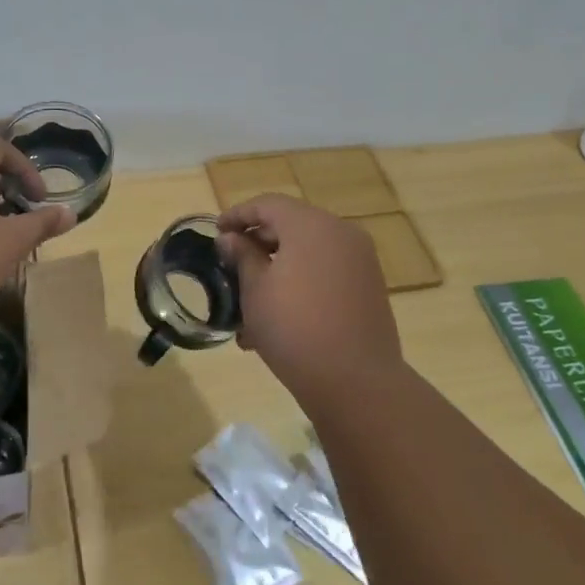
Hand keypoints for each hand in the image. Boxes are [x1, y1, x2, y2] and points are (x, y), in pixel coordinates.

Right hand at [217, 194, 402, 405]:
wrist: (354, 380)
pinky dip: (300, 282)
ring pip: (308, 253)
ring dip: (277, 268)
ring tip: (249, 300)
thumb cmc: (293, 327)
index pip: (268, 205)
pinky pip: (325, 273)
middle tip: (230, 265)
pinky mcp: (368, 288)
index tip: (216, 232)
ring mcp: (360, 261)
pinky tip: (277, 316)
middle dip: (257, 243)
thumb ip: (242, 256)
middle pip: (291, 225)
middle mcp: (340, 233)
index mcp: (311, 225)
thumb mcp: (255, 289)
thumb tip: (231, 239)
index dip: (238, 215)